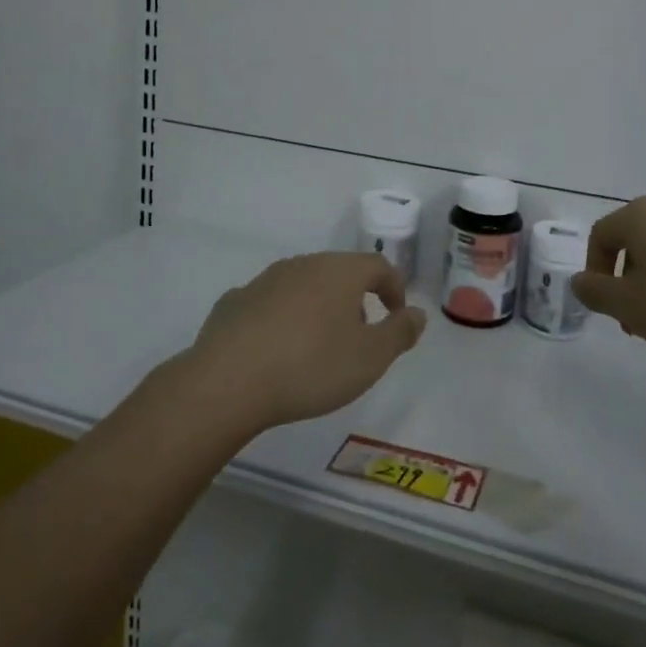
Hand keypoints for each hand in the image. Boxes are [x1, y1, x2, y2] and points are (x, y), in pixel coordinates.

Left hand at [185, 253, 426, 431]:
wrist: (228, 382)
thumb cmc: (311, 366)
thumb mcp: (371, 358)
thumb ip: (400, 332)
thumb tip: (417, 313)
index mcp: (340, 271)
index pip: (379, 266)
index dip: (394, 288)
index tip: (397, 316)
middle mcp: (304, 264)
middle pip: (340, 272)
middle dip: (355, 298)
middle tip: (361, 334)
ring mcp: (265, 280)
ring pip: (303, 285)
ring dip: (317, 307)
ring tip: (318, 345)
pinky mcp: (234, 302)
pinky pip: (268, 304)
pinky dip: (280, 319)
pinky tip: (275, 350)